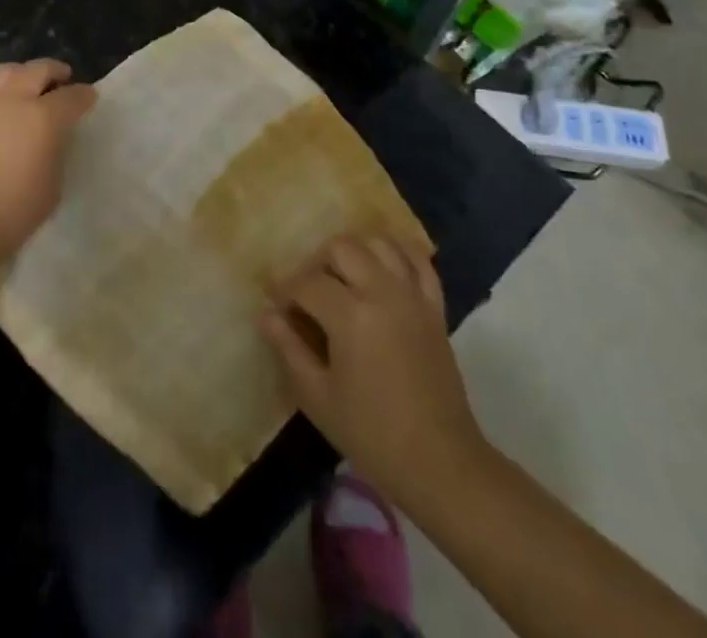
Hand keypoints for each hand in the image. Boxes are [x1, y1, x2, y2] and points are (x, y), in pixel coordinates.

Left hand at [0, 59, 96, 263]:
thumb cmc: (17, 209)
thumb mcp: (54, 181)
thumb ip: (56, 149)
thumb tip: (52, 137)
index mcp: (44, 116)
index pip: (72, 96)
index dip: (84, 95)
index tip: (89, 97)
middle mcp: (13, 100)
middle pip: (38, 70)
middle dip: (54, 71)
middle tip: (62, 77)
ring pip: (4, 72)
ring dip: (21, 74)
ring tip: (25, 83)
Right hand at [261, 236, 487, 506]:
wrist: (440, 463)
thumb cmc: (372, 434)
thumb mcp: (318, 397)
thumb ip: (289, 349)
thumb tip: (266, 315)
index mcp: (351, 316)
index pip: (307, 283)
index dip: (286, 291)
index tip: (278, 307)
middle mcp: (382, 292)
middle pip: (341, 247)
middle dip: (318, 263)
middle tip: (309, 293)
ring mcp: (412, 296)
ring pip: (379, 243)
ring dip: (356, 252)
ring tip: (344, 278)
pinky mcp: (435, 306)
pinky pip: (419, 260)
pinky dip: (400, 252)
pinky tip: (383, 265)